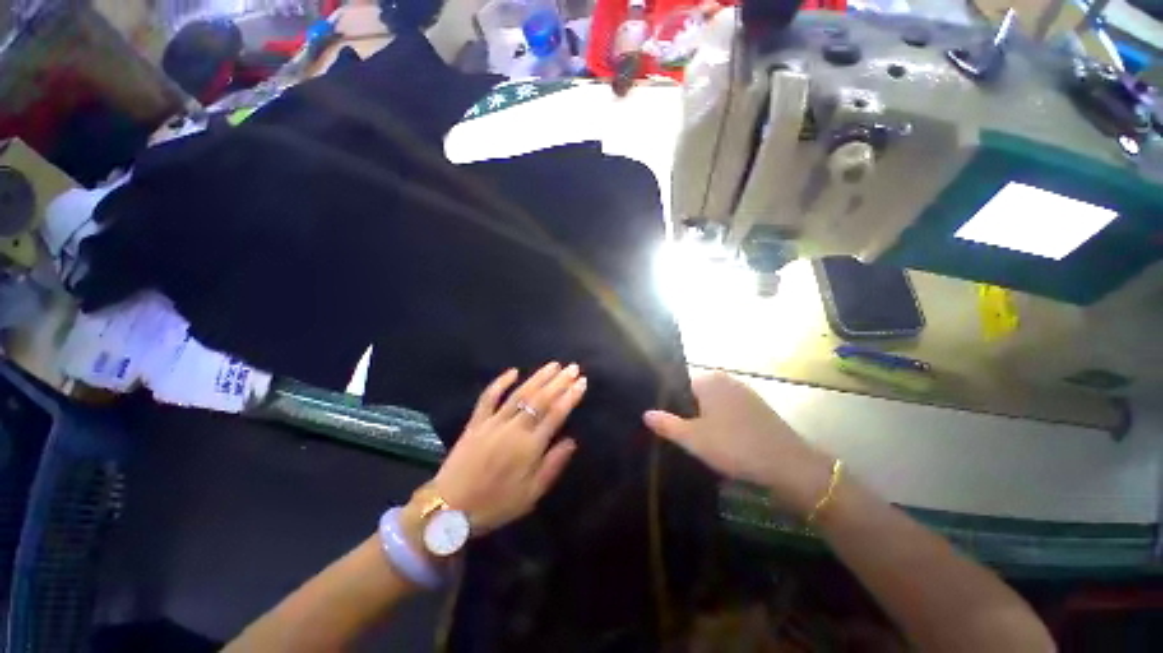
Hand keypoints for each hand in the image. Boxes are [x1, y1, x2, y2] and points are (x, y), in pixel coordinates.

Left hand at [429, 362, 586, 534]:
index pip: (555, 414)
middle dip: (559, 381)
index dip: (570, 397)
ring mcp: (493, 422)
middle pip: (540, 399)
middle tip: (573, 367)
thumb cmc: (495, 505)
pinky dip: (500, 383)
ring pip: (520, 394)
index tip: (582, 382)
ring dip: (538, 377)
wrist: (449, 510)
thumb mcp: (530, 495)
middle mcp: (513, 429)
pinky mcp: (476, 422)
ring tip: (553, 365)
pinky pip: (488, 398)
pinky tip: (513, 371)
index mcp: (529, 447)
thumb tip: (572, 441)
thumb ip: (552, 466)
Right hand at [643, 371, 832, 515]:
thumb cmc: (734, 446)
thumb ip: (667, 424)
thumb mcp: (693, 438)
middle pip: (697, 394)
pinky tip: (723, 442)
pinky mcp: (759, 408)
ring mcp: (745, 393)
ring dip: (706, 419)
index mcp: (710, 380)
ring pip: (715, 404)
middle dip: (688, 413)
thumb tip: (645, 413)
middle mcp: (727, 380)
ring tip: (699, 441)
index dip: (671, 405)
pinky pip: (731, 412)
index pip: (680, 386)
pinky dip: (723, 423)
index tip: (667, 424)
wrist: (788, 466)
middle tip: (682, 435)